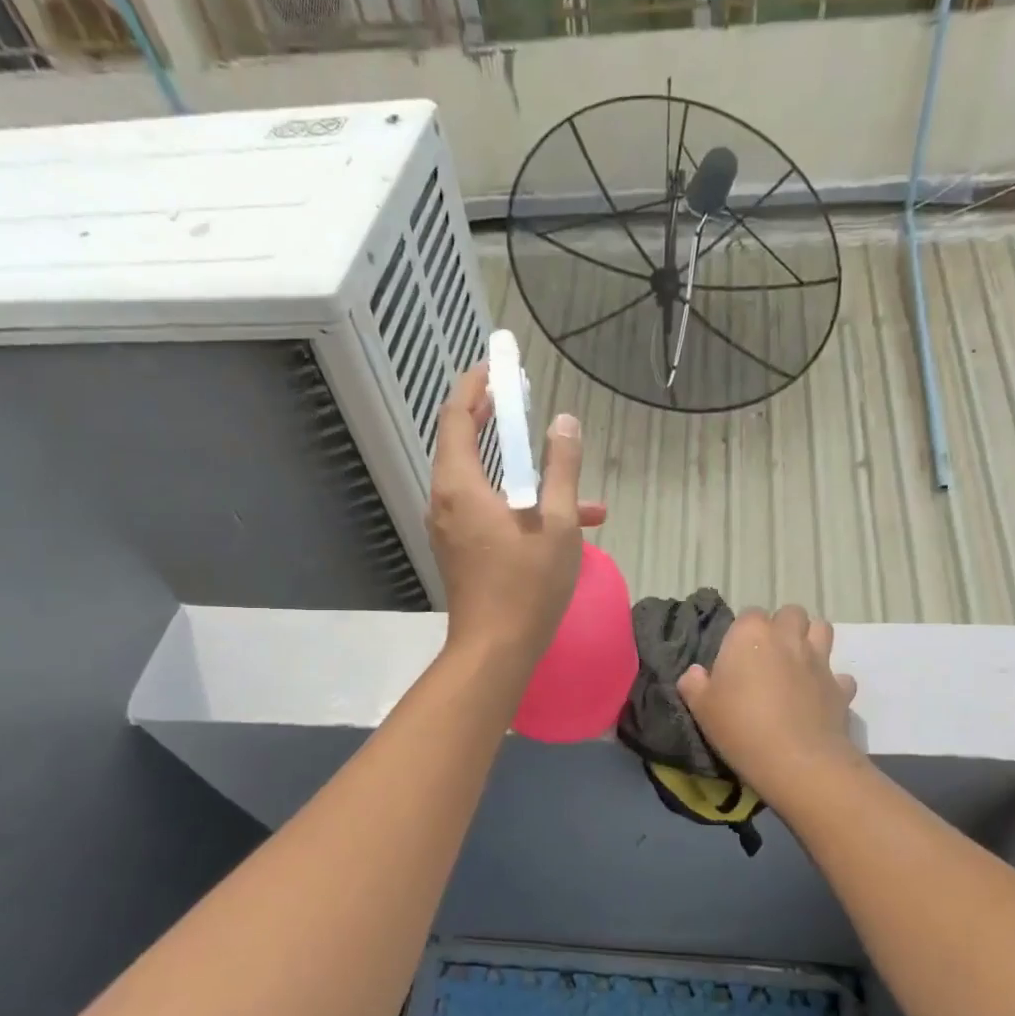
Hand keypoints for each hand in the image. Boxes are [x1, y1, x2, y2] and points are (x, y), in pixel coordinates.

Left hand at [428, 364, 606, 679]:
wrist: (496, 649)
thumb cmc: (527, 585)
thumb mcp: (557, 523)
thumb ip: (561, 469)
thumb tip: (564, 423)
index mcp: (460, 486)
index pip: (456, 417)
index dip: (474, 387)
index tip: (495, 366)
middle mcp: (445, 501)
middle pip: (464, 445)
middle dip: (494, 421)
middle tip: (519, 400)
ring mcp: (450, 528)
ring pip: (483, 483)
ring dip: (521, 472)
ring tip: (565, 469)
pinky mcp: (461, 550)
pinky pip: (487, 511)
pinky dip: (519, 504)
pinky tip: (569, 520)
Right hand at [677, 606, 862, 806]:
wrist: (796, 760)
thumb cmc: (740, 727)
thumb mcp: (701, 708)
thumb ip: (694, 684)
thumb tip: (695, 673)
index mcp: (750, 635)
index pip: (748, 615)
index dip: (743, 634)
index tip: (736, 657)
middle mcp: (787, 638)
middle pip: (790, 613)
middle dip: (783, 627)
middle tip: (769, 656)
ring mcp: (819, 660)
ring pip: (822, 629)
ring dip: (811, 640)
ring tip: (797, 664)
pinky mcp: (840, 687)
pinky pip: (840, 676)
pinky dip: (832, 683)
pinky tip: (820, 698)